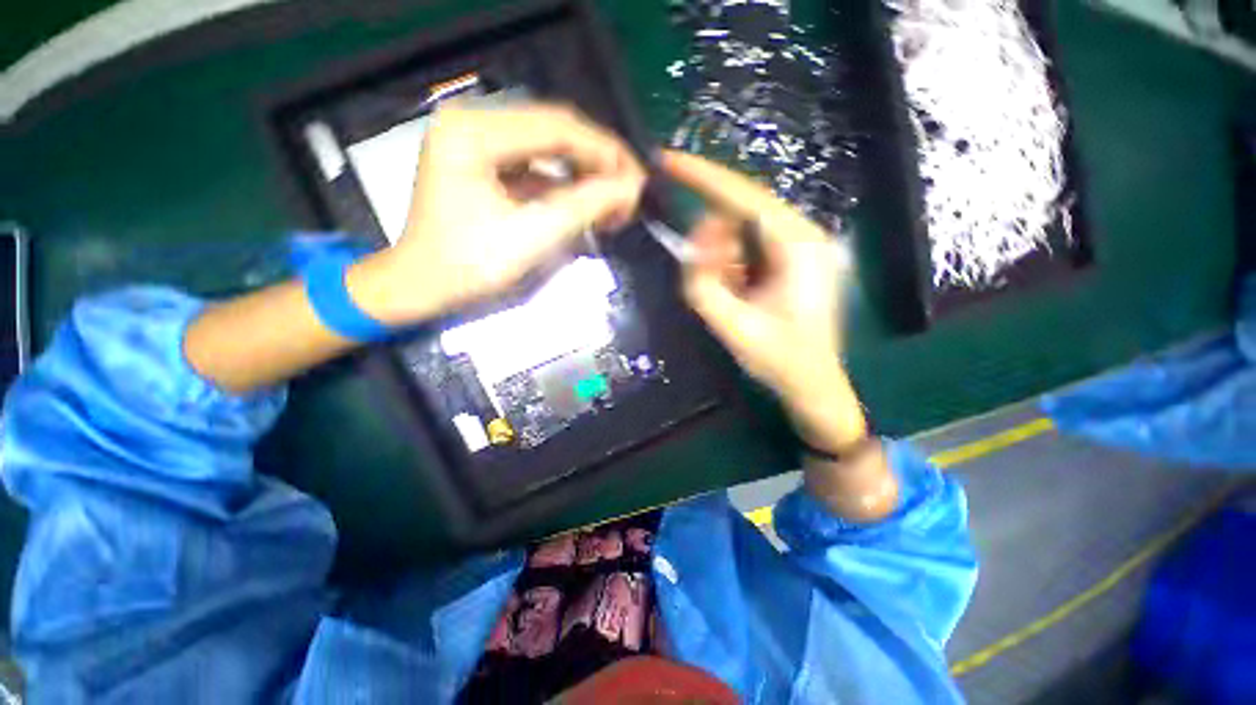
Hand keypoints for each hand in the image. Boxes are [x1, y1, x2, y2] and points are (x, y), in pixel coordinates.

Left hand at [349, 103, 645, 324]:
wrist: (422, 286)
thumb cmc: (468, 267)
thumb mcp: (531, 238)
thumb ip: (584, 208)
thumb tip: (632, 188)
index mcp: (473, 133)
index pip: (556, 126)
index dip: (605, 152)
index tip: (638, 180)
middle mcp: (473, 123)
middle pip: (554, 131)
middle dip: (598, 164)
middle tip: (630, 193)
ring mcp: (477, 142)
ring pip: (549, 148)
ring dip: (585, 174)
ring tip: (613, 203)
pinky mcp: (485, 163)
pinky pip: (537, 165)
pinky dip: (565, 185)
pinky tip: (586, 204)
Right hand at [661, 150, 867, 451]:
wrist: (813, 384)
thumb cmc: (777, 359)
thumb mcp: (732, 324)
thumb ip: (704, 279)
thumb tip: (701, 234)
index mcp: (798, 245)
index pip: (744, 196)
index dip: (703, 176)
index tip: (668, 160)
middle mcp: (806, 234)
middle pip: (745, 209)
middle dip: (713, 235)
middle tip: (704, 273)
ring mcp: (805, 245)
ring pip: (747, 229)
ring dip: (725, 256)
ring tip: (730, 295)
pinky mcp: (797, 258)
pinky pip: (754, 245)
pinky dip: (735, 263)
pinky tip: (741, 293)